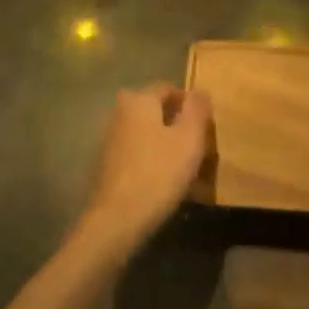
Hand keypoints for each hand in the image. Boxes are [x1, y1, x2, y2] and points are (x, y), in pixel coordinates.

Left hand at [78, 83, 212, 254]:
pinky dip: (149, 159)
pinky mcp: (104, 164)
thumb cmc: (159, 173)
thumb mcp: (189, 139)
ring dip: (162, 143)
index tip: (204, 124)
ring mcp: (108, 139)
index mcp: (139, 100)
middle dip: (175, 123)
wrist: (117, 219)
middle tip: (195, 145)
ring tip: (183, 167)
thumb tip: (200, 90)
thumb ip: (197, 110)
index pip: (167, 88)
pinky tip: (161, 181)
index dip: (188, 103)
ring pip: (144, 132)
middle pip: (154, 110)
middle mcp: (119, 113)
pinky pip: (134, 153)